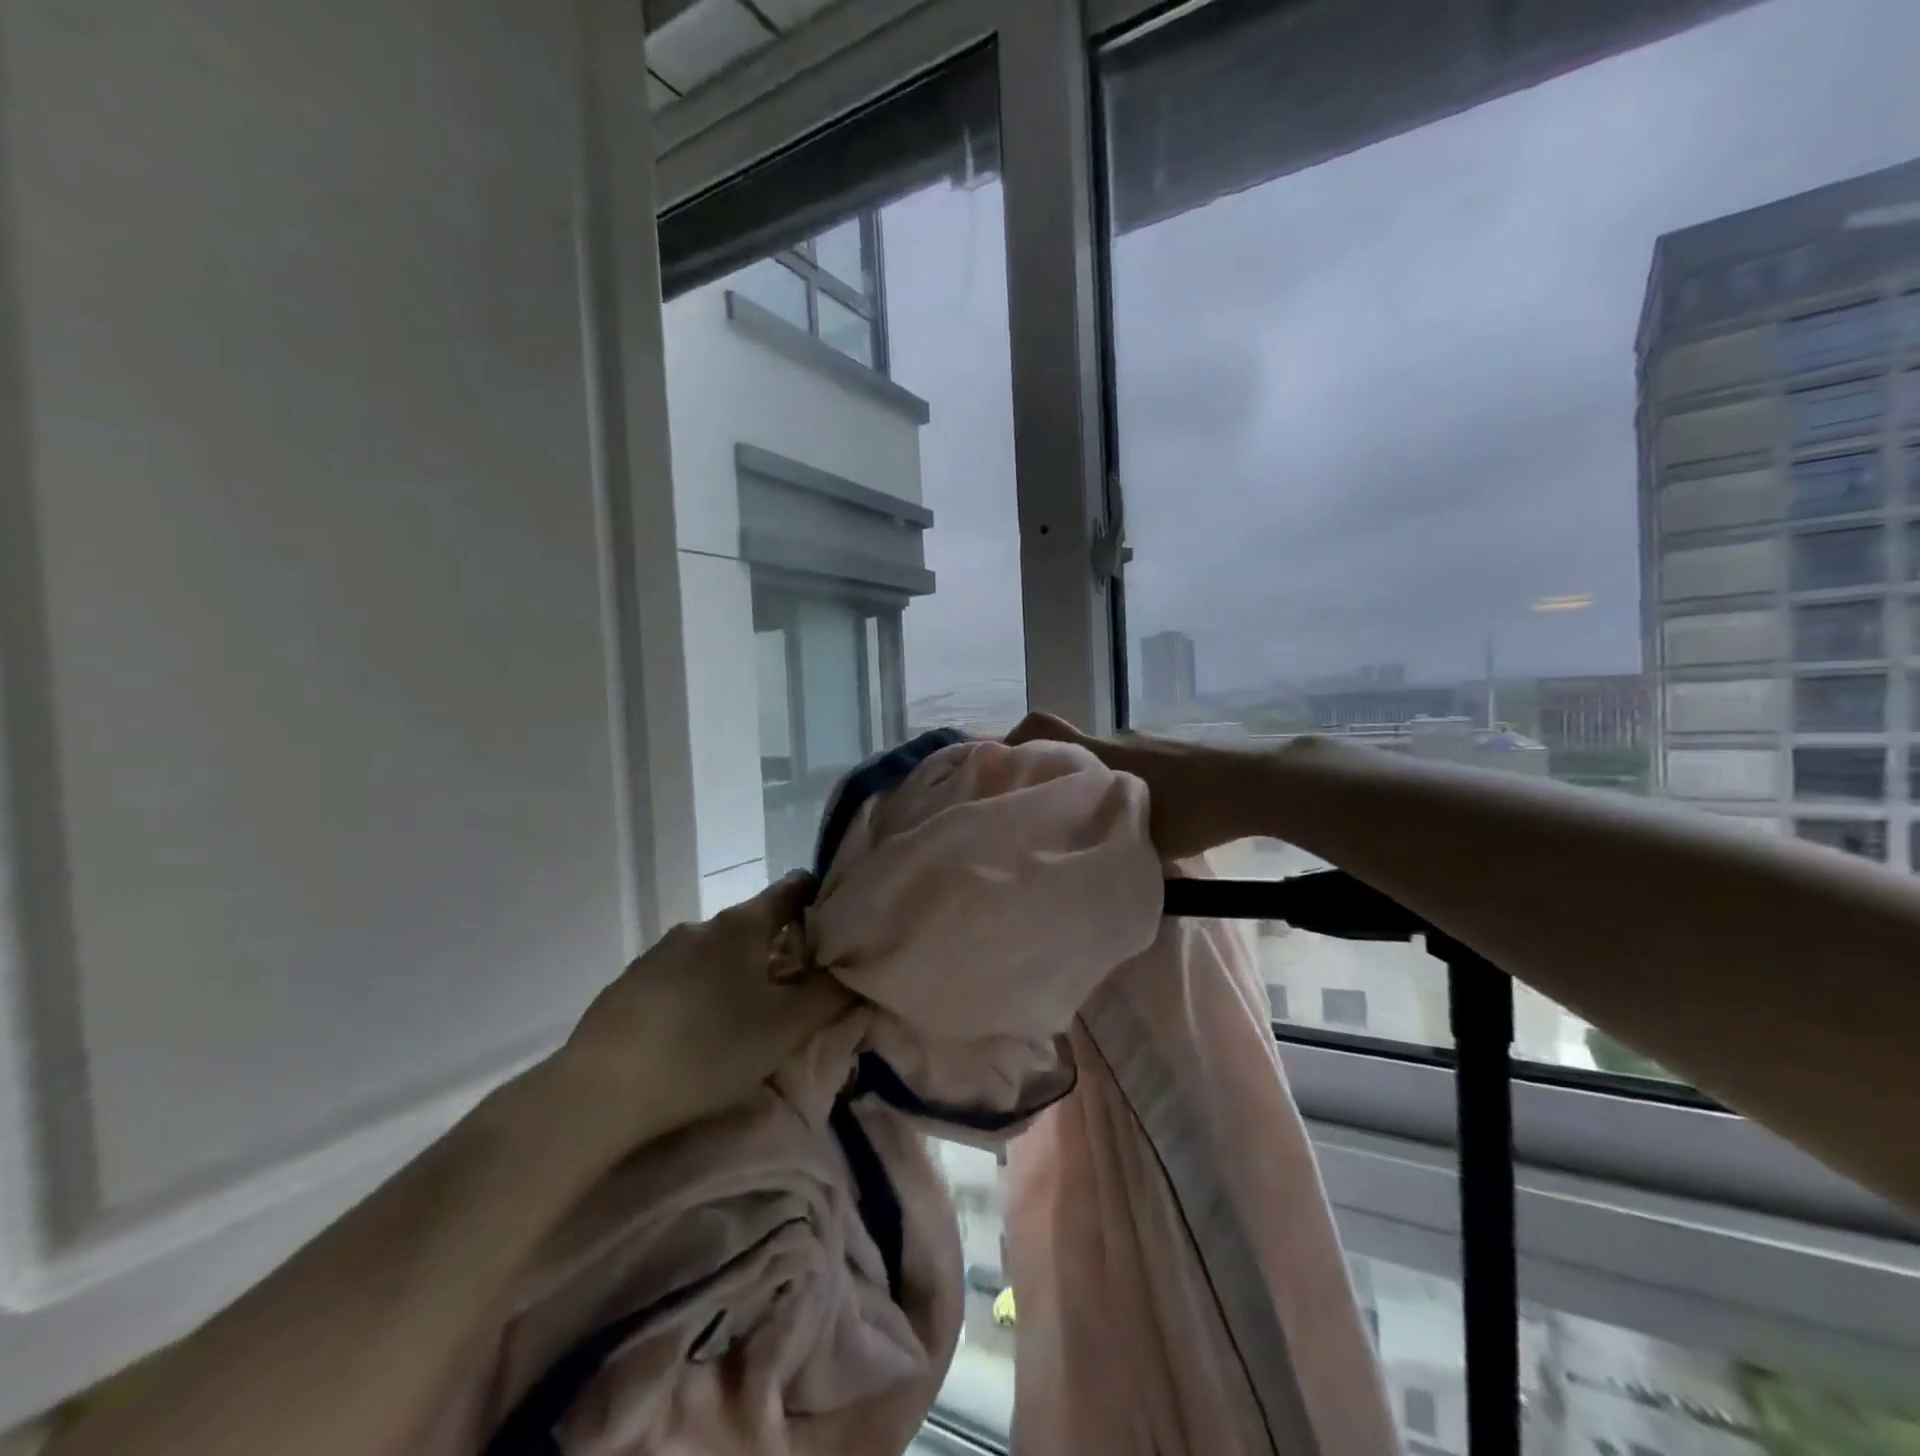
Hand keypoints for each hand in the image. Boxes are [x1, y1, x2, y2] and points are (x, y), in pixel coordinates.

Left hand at [553, 873, 853, 1150]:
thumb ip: (831, 995)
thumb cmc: (709, 1049)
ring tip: (746, 1014)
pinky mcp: (631, 982)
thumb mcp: (786, 1028)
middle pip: (754, 923)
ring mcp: (660, 951)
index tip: (836, 924)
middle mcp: (702, 925)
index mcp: (743, 925)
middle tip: (796, 987)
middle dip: (779, 947)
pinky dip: (701, 990)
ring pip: (716, 952)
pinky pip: (682, 975)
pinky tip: (697, 1029)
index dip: (818, 899)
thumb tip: (859, 970)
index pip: (792, 889)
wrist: (602, 1090)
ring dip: (737, 972)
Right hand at [1006, 712, 1262, 859]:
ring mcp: (1147, 741)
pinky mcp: (1172, 748)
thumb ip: (1107, 840)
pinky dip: (1129, 782)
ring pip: (1105, 757)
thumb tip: (1084, 855)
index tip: (1004, 769)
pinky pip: (1134, 762)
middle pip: (1070, 746)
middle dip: (1057, 773)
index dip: (1016, 739)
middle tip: (1057, 810)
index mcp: (1100, 755)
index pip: (1042, 726)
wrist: (1258, 783)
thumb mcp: (1144, 839)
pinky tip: (1151, 813)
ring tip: (1109, 820)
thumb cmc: (1194, 812)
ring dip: (1097, 782)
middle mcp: (1117, 739)